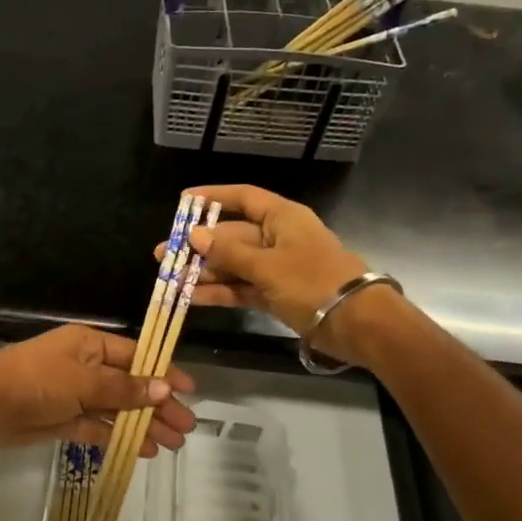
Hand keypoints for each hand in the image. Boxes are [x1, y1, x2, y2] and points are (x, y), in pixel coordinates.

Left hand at [0, 325, 196, 453]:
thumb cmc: (36, 380)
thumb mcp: (83, 380)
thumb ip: (124, 388)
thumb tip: (164, 387)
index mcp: (90, 345)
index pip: (136, 356)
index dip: (163, 371)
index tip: (189, 390)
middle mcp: (86, 366)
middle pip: (130, 385)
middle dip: (159, 405)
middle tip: (186, 427)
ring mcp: (75, 394)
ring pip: (118, 410)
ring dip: (144, 425)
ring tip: (173, 444)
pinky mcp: (64, 420)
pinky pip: (99, 428)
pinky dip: (120, 438)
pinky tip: (144, 450)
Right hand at [156, 185, 397, 363]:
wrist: (357, 323)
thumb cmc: (313, 282)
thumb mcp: (267, 265)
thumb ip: (228, 252)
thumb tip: (194, 235)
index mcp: (282, 218)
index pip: (243, 198)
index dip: (213, 197)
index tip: (183, 202)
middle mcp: (278, 238)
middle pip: (232, 236)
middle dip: (199, 247)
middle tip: (164, 256)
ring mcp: (277, 268)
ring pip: (234, 264)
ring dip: (205, 272)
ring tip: (170, 281)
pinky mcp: (277, 294)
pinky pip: (242, 287)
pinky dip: (221, 291)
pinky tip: (192, 297)